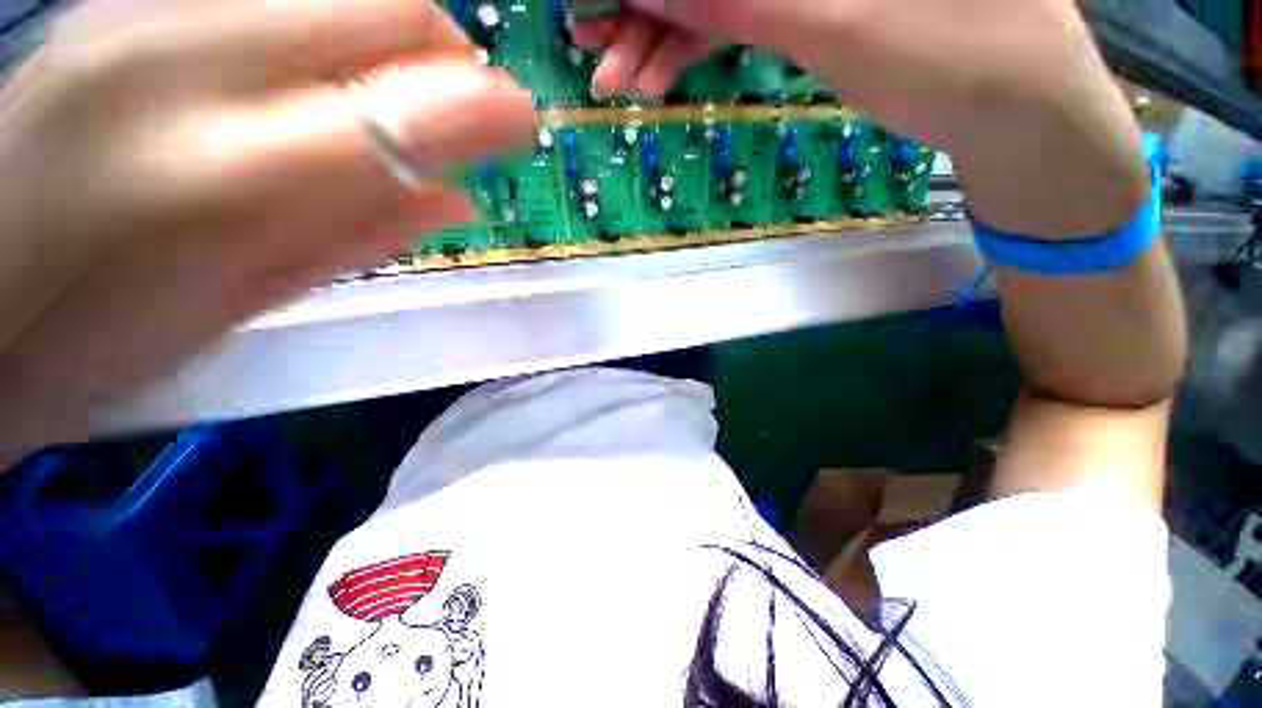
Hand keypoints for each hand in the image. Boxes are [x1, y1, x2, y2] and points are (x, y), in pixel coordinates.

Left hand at [0, 0, 535, 461]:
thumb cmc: (98, 335)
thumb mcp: (248, 305)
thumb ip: (363, 238)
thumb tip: (455, 199)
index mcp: (222, 181)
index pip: (407, 109)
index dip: (489, 107)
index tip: (525, 123)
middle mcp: (183, 64)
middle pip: (386, 7)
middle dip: (453, 55)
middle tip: (466, 111)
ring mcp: (145, 11)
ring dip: (398, 39)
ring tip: (397, 99)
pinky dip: (332, 27)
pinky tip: (316, 78)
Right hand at [574, 0, 1149, 237]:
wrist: (1010, 109)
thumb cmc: (957, 57)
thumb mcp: (844, 27)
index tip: (603, 0)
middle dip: (647, 6)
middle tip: (599, 50)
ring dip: (663, 36)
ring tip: (623, 77)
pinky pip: (735, 14)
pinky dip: (694, 45)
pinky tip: (662, 74)